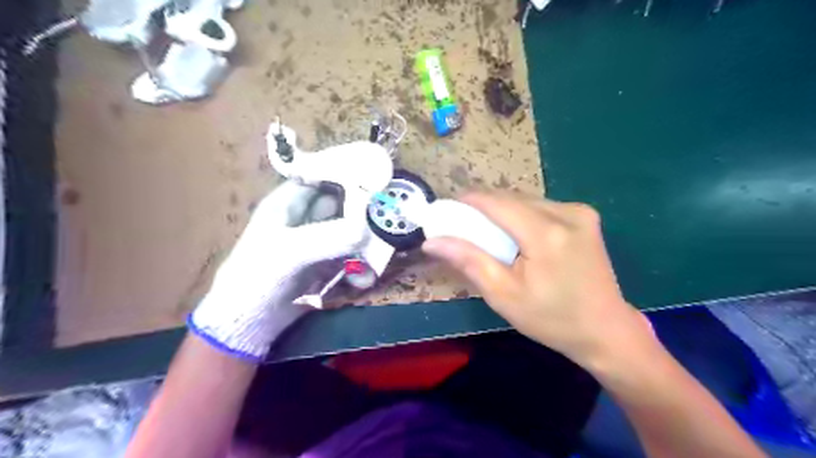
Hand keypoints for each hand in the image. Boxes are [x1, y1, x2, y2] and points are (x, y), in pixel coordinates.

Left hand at [188, 178, 367, 361]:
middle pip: (341, 203)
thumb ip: (329, 237)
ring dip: (364, 240)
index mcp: (287, 203)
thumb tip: (368, 229)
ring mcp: (316, 242)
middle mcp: (304, 218)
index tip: (376, 177)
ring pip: (348, 230)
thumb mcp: (291, 252)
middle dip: (363, 209)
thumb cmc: (259, 277)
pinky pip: (349, 255)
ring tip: (381, 250)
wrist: (249, 323)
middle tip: (389, 214)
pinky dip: (359, 264)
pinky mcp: (325, 264)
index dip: (345, 173)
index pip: (320, 177)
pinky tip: (363, 278)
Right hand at [424, 192, 655, 368]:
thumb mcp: (503, 295)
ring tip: (490, 235)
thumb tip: (432, 241)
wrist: (606, 331)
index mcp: (546, 233)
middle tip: (465, 228)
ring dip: (504, 212)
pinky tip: (518, 237)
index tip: (448, 210)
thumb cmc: (552, 319)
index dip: (468, 201)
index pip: (496, 203)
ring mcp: (580, 212)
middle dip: (484, 209)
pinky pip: (542, 207)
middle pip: (511, 199)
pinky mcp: (586, 217)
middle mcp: (566, 212)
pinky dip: (523, 216)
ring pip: (526, 201)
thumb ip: (468, 261)